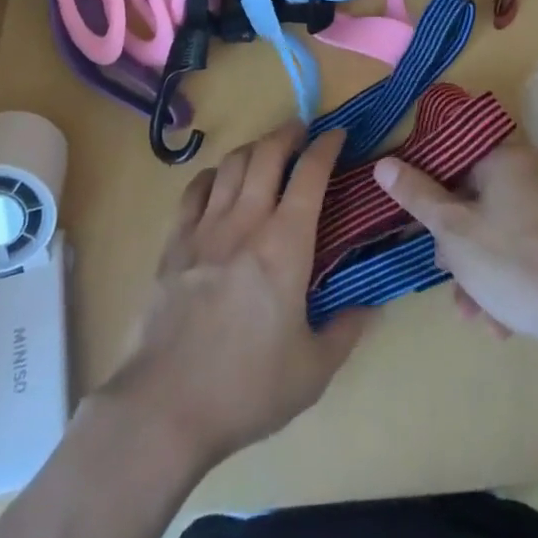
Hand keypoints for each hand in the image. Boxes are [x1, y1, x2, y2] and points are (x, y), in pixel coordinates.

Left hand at [97, 121, 368, 468]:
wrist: (165, 406)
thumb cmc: (246, 388)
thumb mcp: (312, 371)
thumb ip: (346, 330)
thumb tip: (372, 303)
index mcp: (286, 244)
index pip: (310, 174)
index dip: (326, 147)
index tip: (337, 134)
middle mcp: (247, 221)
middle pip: (267, 154)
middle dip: (288, 133)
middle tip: (302, 130)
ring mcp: (206, 228)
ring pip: (232, 164)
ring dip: (254, 147)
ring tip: (266, 150)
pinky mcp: (175, 243)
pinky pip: (196, 189)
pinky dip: (213, 174)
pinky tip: (219, 180)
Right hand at [374, 140, 537, 352]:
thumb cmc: (516, 265)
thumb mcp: (454, 232)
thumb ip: (417, 195)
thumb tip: (383, 163)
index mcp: (510, 157)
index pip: (460, 159)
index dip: (436, 191)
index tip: (425, 226)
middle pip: (485, 198)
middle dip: (462, 242)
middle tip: (449, 278)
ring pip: (509, 229)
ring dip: (485, 268)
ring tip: (477, 314)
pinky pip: (536, 246)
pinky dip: (516, 274)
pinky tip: (505, 321)